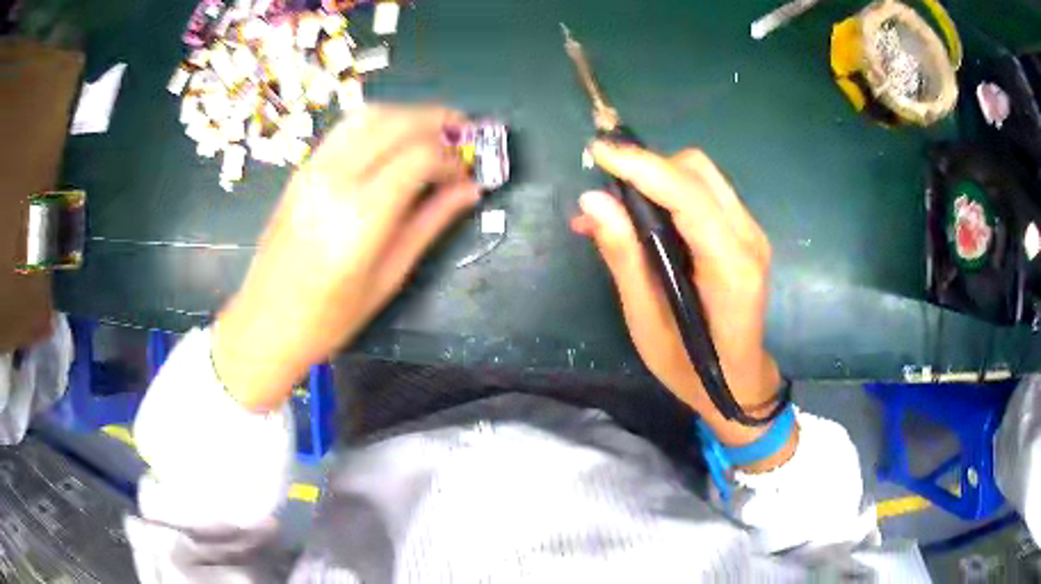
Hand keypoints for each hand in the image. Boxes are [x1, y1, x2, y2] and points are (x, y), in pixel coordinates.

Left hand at [215, 105, 480, 411]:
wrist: (266, 321)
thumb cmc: (330, 317)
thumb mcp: (389, 277)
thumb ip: (431, 223)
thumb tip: (470, 190)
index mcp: (361, 215)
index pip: (420, 155)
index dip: (453, 158)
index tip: (467, 174)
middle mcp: (336, 180)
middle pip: (398, 122)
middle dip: (439, 121)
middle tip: (464, 136)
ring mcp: (314, 169)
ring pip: (370, 115)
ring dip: (409, 114)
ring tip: (433, 133)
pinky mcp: (302, 169)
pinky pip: (347, 128)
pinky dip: (379, 122)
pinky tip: (394, 140)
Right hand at [572, 141, 787, 457]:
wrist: (738, 382)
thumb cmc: (690, 367)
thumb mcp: (647, 322)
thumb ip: (624, 257)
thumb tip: (592, 201)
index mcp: (730, 266)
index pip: (687, 195)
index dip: (641, 166)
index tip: (597, 150)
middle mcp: (748, 237)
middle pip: (698, 171)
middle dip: (649, 166)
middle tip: (607, 186)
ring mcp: (751, 232)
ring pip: (702, 175)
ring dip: (658, 175)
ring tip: (619, 202)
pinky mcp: (745, 233)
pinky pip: (706, 193)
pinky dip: (670, 191)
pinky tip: (642, 214)